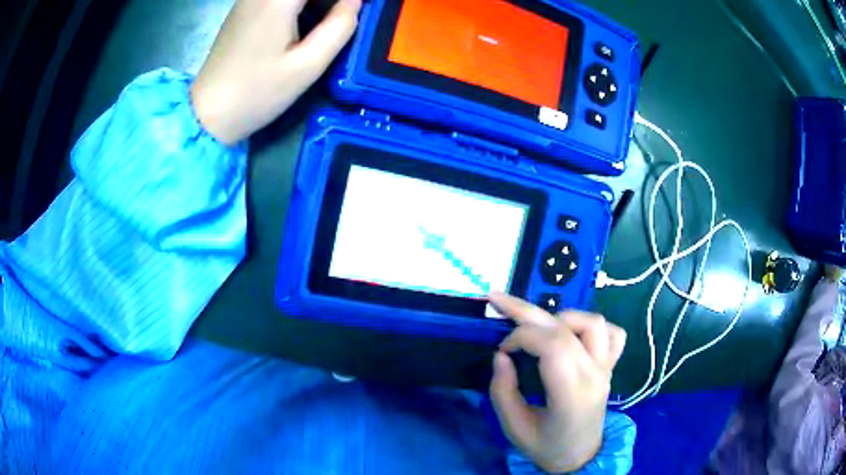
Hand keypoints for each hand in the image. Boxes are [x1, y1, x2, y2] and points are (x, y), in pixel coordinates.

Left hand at [191, 0, 360, 144]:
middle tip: (340, 18)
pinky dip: (298, 4)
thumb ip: (340, 26)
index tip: (354, 10)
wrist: (208, 114)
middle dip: (326, 1)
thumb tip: (355, 1)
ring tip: (325, 21)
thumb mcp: (308, 66)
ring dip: (314, 3)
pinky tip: (303, 21)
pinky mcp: (243, 8)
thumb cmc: (258, 93)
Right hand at [488, 293, 625, 472]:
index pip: (553, 344)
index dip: (521, 336)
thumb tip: (501, 356)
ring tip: (539, 328)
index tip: (502, 350)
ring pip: (593, 322)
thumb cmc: (546, 447)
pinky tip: (572, 334)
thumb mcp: (514, 428)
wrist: (581, 456)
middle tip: (498, 300)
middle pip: (566, 327)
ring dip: (561, 317)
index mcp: (572, 393)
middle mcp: (594, 373)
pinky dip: (591, 326)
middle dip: (527, 310)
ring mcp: (606, 368)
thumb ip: (503, 391)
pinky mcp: (610, 366)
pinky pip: (613, 334)